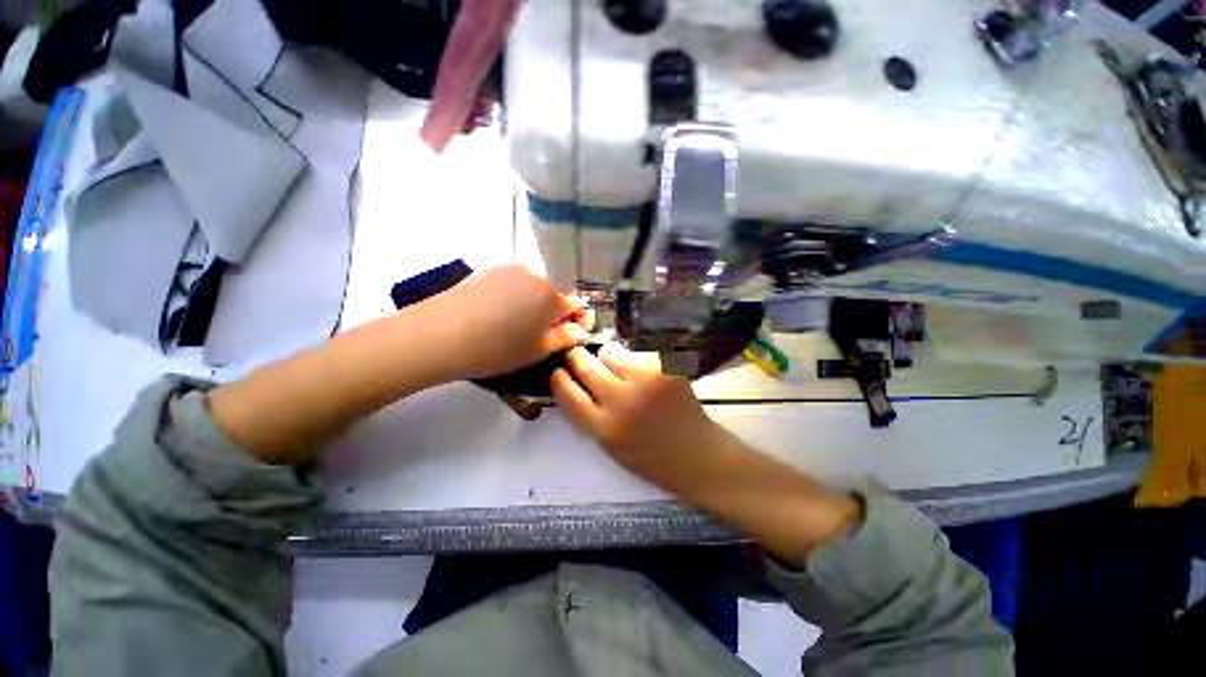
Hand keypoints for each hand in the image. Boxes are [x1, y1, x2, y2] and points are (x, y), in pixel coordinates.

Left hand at [435, 265, 589, 379]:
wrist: (439, 334)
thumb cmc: (497, 348)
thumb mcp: (537, 350)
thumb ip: (564, 338)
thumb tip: (579, 330)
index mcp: (551, 296)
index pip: (576, 304)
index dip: (577, 320)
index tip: (570, 335)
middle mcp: (535, 275)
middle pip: (553, 294)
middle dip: (553, 313)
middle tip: (539, 335)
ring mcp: (509, 269)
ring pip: (532, 288)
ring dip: (532, 304)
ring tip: (514, 327)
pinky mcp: (488, 270)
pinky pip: (512, 283)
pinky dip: (513, 298)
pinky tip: (496, 315)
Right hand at [553, 342, 860, 563]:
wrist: (699, 457)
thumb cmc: (652, 458)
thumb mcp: (611, 446)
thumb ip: (590, 416)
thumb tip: (574, 381)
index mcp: (604, 429)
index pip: (568, 394)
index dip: (559, 378)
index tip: (558, 369)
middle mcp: (621, 403)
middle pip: (585, 366)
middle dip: (578, 357)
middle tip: (580, 355)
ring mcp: (646, 382)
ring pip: (611, 352)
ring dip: (610, 356)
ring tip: (620, 367)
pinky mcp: (666, 369)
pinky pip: (639, 354)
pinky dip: (637, 361)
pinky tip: (647, 374)